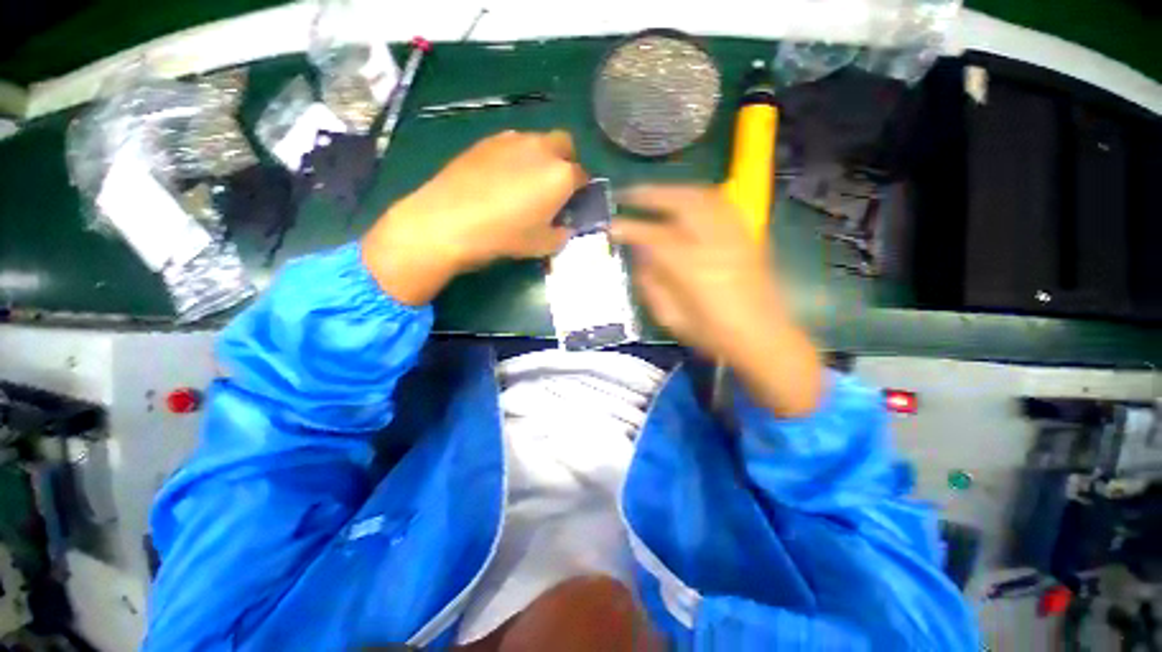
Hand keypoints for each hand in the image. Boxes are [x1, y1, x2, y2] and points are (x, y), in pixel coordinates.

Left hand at [363, 130, 585, 304]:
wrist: (450, 220)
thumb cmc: (505, 235)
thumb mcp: (542, 245)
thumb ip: (561, 234)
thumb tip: (563, 227)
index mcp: (561, 175)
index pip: (583, 175)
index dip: (580, 189)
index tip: (573, 202)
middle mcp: (542, 148)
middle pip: (565, 144)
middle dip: (566, 160)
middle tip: (554, 186)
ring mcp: (512, 140)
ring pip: (537, 140)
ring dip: (541, 156)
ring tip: (525, 181)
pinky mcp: (486, 140)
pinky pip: (511, 144)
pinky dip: (515, 156)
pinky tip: (500, 178)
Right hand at [612, 186, 823, 416]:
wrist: (764, 339)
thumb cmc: (713, 335)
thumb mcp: (671, 318)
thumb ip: (651, 284)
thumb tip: (639, 257)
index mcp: (691, 268)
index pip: (652, 236)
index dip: (628, 228)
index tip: (611, 225)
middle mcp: (714, 243)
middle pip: (680, 203)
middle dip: (650, 194)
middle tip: (627, 195)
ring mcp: (735, 236)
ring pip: (703, 196)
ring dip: (673, 190)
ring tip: (654, 195)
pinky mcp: (748, 236)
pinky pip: (722, 204)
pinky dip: (699, 197)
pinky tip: (687, 203)